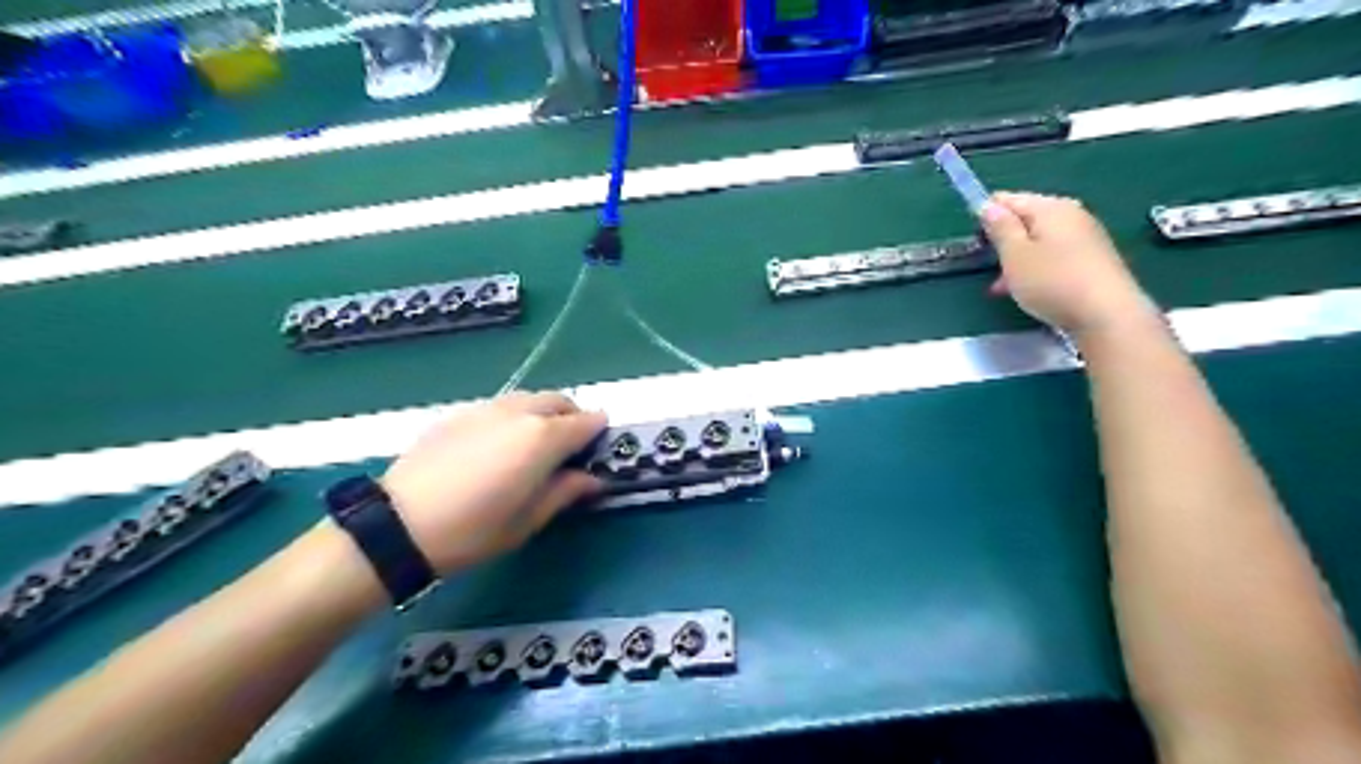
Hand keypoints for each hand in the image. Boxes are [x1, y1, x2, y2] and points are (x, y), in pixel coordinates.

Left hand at [373, 395, 603, 572]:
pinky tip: (496, 448)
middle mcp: (519, 412)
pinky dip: (513, 418)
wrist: (397, 525)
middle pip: (559, 401)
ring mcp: (486, 408)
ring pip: (528, 399)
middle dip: (572, 417)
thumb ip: (566, 491)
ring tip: (533, 447)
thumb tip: (592, 479)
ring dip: (543, 414)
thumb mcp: (529, 519)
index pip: (587, 422)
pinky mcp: (459, 413)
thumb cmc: (474, 530)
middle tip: (569, 449)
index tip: (598, 450)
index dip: (599, 434)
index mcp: (543, 437)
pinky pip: (499, 407)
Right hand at [979, 192, 1157, 338]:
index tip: (975, 240)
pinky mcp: (1093, 259)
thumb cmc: (1052, 281)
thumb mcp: (1014, 254)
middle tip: (988, 266)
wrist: (1106, 314)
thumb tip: (989, 205)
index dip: (987, 215)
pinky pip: (1054, 256)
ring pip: (1039, 241)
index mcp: (1050, 207)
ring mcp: (1086, 236)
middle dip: (1004, 240)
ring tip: (1002, 287)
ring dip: (1017, 259)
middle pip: (1026, 219)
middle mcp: (1071, 214)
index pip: (1009, 199)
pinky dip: (1036, 268)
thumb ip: (1000, 228)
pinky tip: (1028, 290)